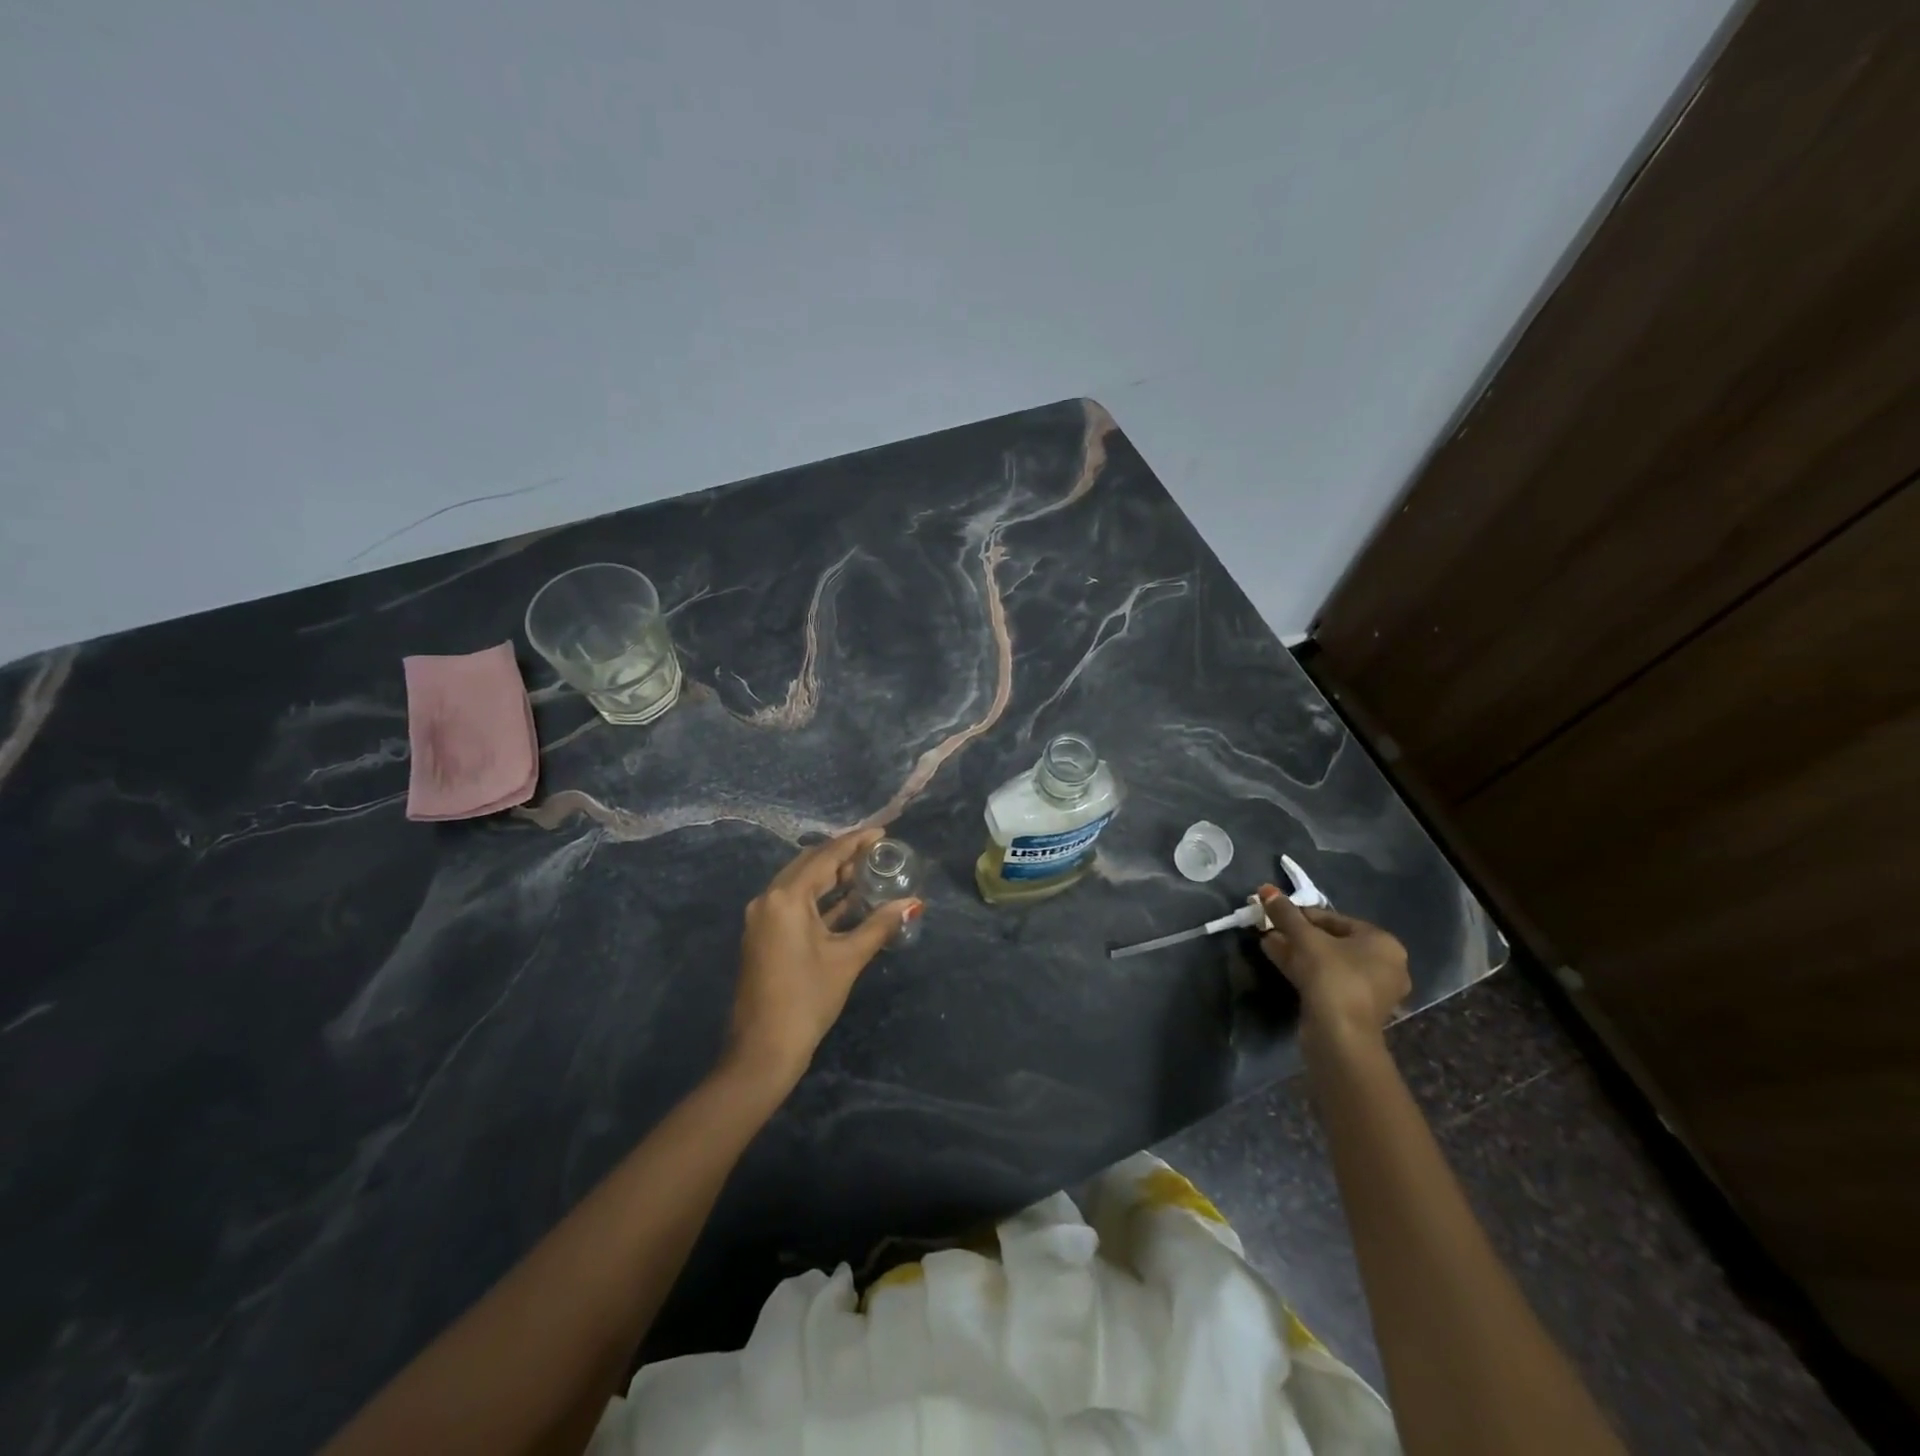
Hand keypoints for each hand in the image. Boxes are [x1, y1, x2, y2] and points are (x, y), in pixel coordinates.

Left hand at [725, 828, 922, 1091]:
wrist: (763, 1049)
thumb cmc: (807, 999)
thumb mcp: (847, 959)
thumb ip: (879, 925)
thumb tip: (913, 904)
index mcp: (786, 898)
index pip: (825, 857)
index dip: (855, 842)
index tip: (882, 833)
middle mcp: (768, 899)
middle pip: (809, 864)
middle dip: (842, 856)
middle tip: (876, 852)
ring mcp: (762, 918)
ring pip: (800, 884)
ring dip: (830, 876)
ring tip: (865, 871)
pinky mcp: (763, 935)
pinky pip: (794, 903)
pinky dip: (819, 898)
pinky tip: (847, 901)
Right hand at [1256, 885, 1410, 1055]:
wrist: (1339, 1035)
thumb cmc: (1331, 977)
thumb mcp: (1305, 938)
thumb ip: (1286, 913)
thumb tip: (1266, 890)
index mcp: (1383, 943)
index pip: (1335, 919)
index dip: (1301, 914)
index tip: (1275, 912)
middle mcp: (1384, 965)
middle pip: (1331, 941)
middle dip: (1297, 933)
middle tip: (1270, 928)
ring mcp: (1371, 990)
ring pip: (1327, 962)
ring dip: (1296, 951)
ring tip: (1267, 942)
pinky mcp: (1354, 1009)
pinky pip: (1328, 980)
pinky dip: (1305, 969)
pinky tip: (1277, 959)